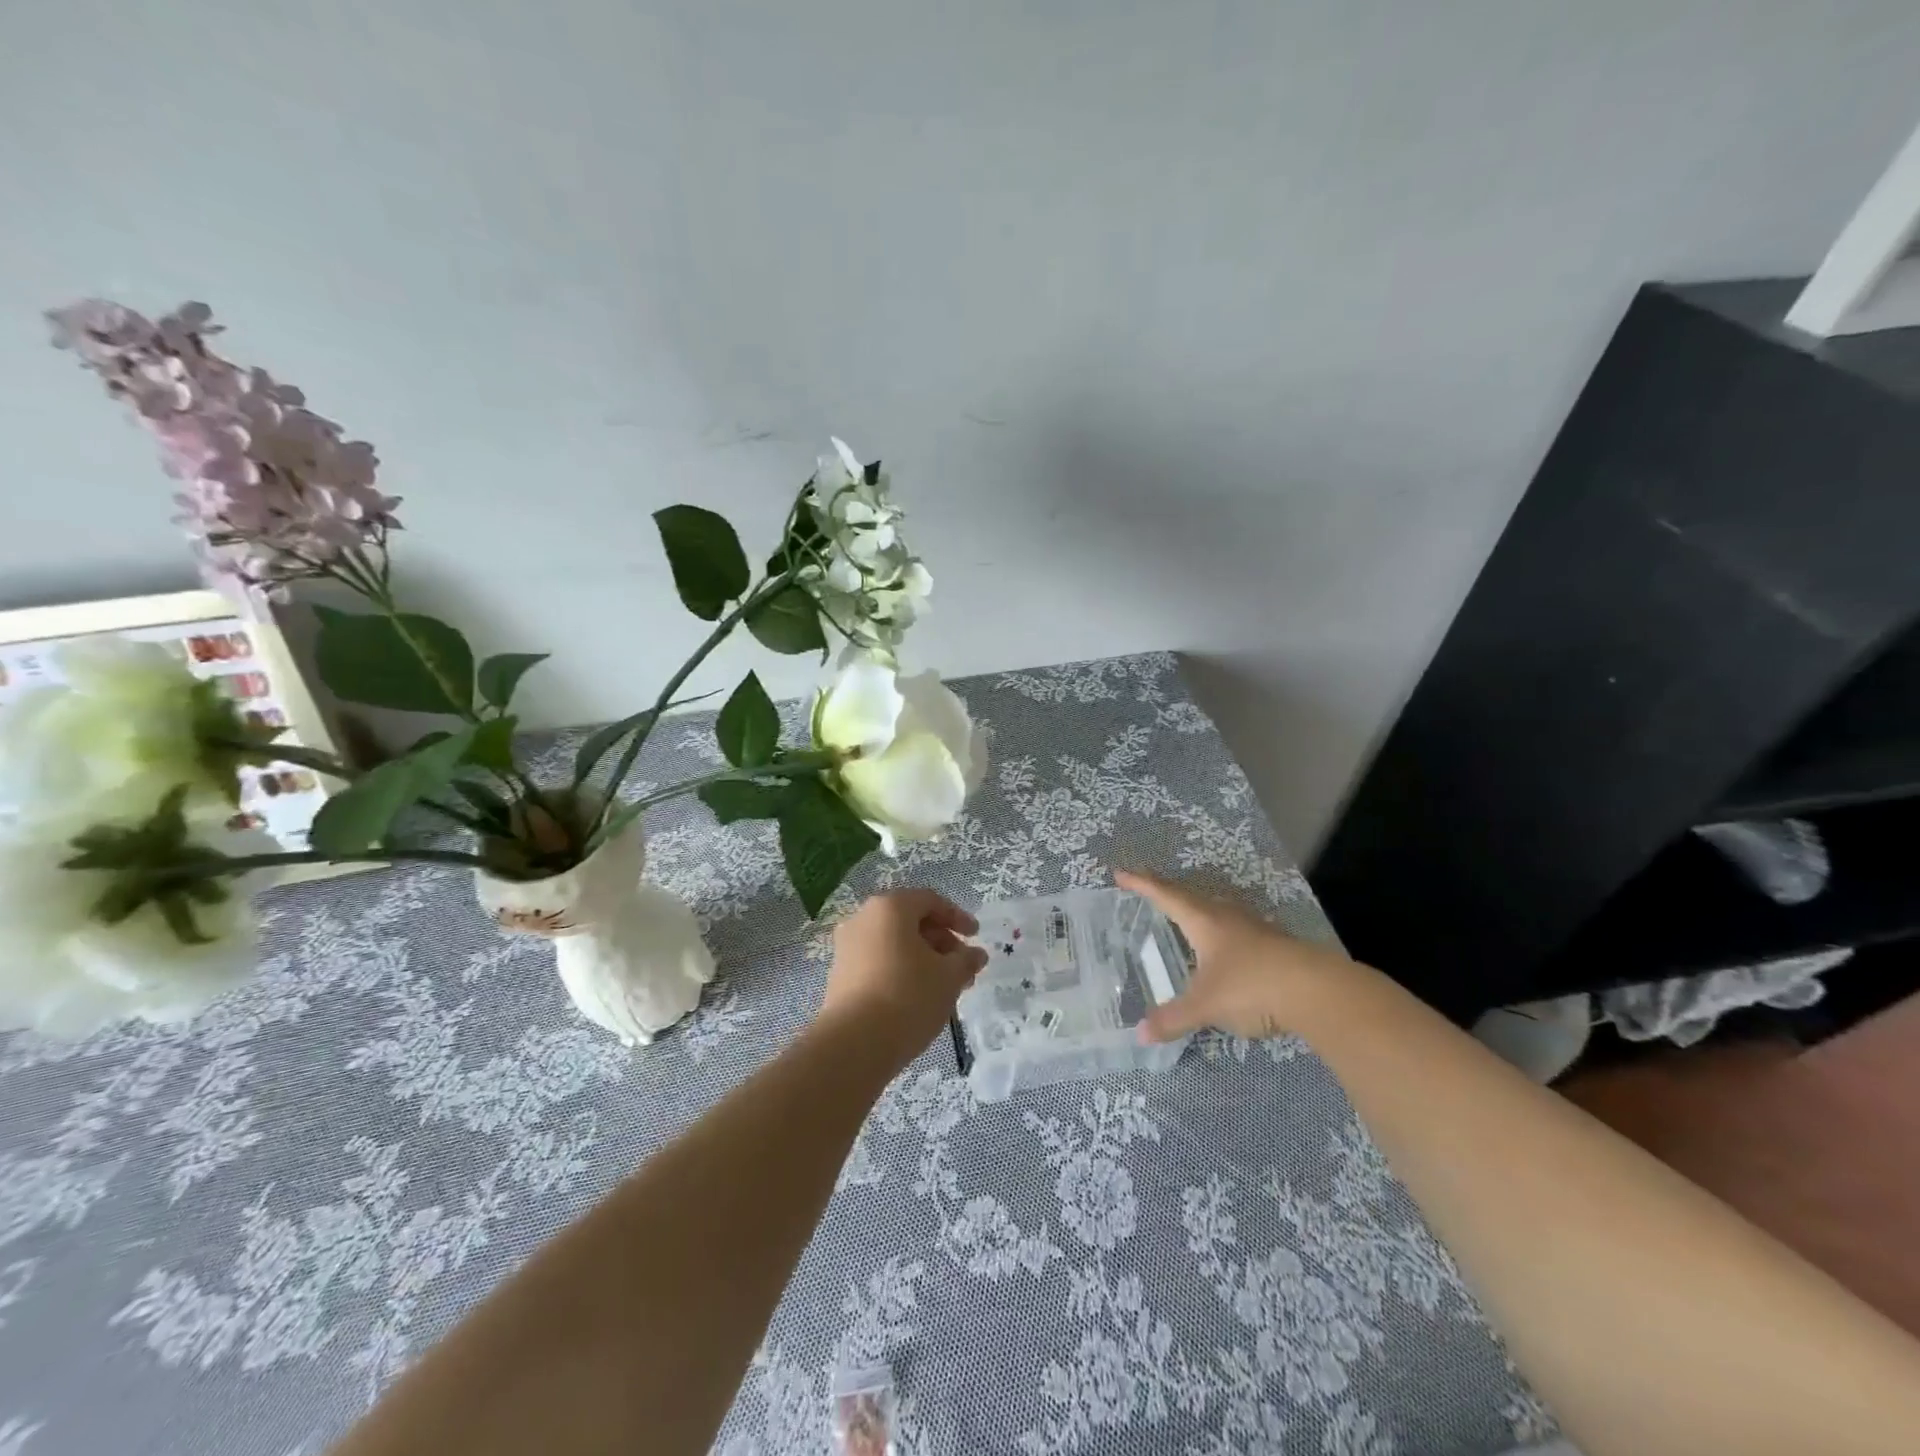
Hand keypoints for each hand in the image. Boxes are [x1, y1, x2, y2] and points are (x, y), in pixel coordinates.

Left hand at [819, 888, 988, 1065]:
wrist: (854, 1044)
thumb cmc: (908, 996)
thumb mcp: (949, 977)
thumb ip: (966, 960)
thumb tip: (976, 954)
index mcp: (890, 907)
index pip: (930, 900)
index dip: (957, 917)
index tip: (975, 937)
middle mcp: (863, 919)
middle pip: (909, 920)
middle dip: (941, 941)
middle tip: (962, 967)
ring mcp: (847, 947)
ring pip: (894, 943)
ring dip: (922, 959)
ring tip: (943, 987)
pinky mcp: (840, 975)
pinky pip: (878, 961)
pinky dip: (901, 970)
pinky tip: (917, 997)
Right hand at [1118, 870, 1359, 1042]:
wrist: (1317, 990)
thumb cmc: (1251, 986)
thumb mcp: (1206, 1005)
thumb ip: (1173, 1019)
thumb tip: (1140, 1034)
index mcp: (1203, 921)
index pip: (1165, 895)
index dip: (1141, 884)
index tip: (1121, 872)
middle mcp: (1226, 916)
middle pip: (1190, 896)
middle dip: (1167, 891)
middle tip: (1148, 888)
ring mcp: (1253, 928)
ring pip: (1217, 909)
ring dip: (1197, 907)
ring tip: (1185, 913)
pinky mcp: (1274, 944)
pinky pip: (1236, 928)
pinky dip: (1220, 930)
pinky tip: (1225, 945)